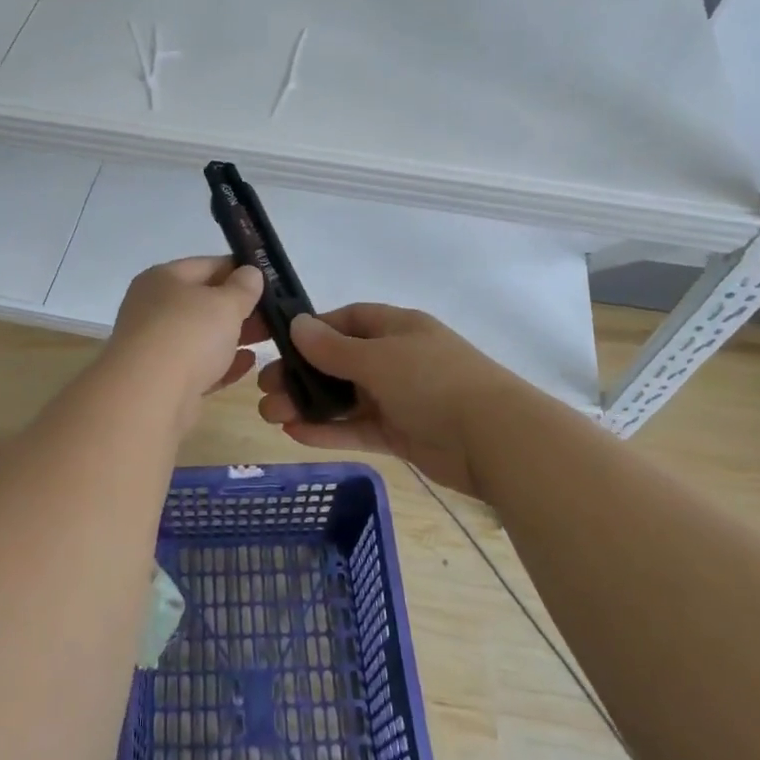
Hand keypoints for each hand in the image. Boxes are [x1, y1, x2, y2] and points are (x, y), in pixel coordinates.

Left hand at [105, 256, 266, 418]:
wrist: (149, 397)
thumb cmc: (188, 335)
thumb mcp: (225, 303)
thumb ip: (243, 287)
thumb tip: (250, 272)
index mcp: (162, 279)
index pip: (207, 265)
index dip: (240, 270)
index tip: (269, 280)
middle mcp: (154, 308)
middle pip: (203, 301)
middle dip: (239, 306)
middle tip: (275, 313)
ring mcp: (156, 345)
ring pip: (202, 335)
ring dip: (233, 335)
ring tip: (268, 337)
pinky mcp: (163, 380)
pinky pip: (199, 365)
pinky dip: (222, 363)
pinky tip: (248, 363)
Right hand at [257, 303, 517, 496]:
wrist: (494, 439)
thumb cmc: (433, 381)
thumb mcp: (378, 358)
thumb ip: (333, 348)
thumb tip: (296, 325)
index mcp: (396, 328)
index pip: (347, 320)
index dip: (313, 330)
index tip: (279, 345)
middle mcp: (396, 358)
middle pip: (338, 361)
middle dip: (301, 374)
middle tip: (265, 389)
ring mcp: (399, 397)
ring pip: (344, 397)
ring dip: (308, 404)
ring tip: (270, 415)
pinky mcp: (400, 433)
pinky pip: (357, 427)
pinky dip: (328, 430)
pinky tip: (295, 435)